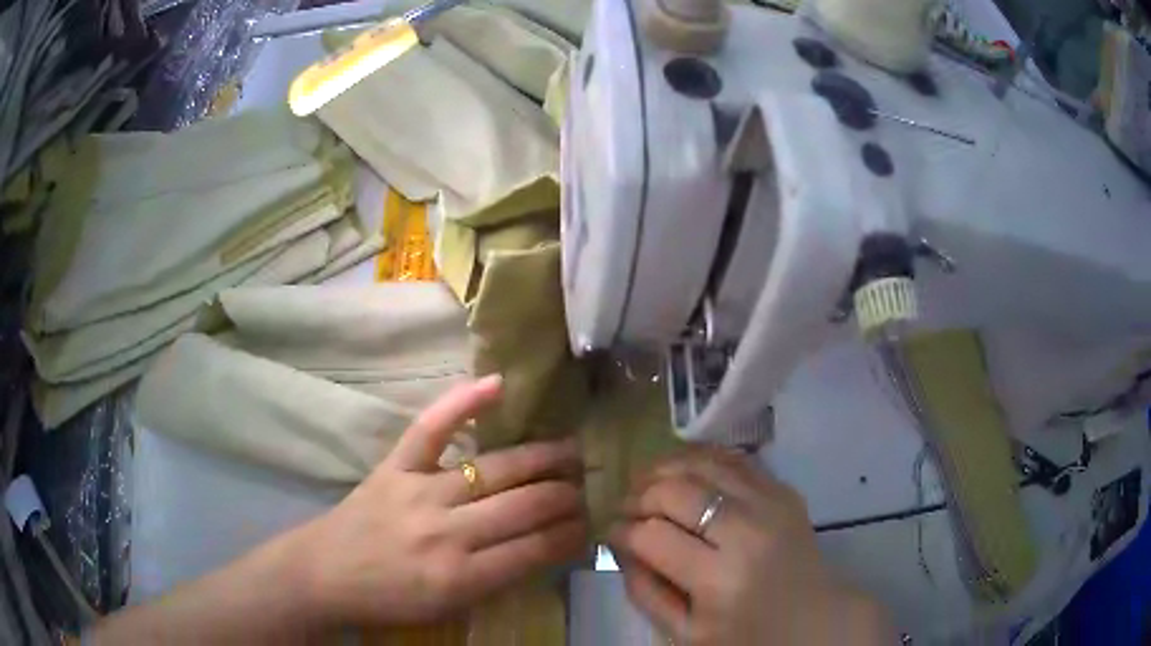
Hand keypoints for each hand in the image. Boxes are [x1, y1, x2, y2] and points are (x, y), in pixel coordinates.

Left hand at [296, 375, 587, 626]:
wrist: (324, 574)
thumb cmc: (388, 601)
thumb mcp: (448, 608)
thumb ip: (496, 580)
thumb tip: (542, 548)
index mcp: (461, 577)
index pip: (535, 550)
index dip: (570, 535)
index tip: (590, 524)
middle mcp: (447, 532)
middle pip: (524, 505)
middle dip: (565, 495)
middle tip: (587, 487)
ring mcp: (419, 492)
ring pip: (494, 469)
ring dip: (541, 458)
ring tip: (571, 451)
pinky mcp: (394, 466)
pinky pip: (431, 429)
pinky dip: (462, 403)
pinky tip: (497, 385)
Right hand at [610, 448, 893, 645]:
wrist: (815, 618)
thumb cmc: (746, 635)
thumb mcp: (685, 633)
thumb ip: (644, 591)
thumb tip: (619, 544)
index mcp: (719, 580)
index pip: (652, 536)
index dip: (621, 531)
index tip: (612, 534)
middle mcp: (747, 532)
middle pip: (675, 491)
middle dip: (638, 497)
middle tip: (626, 509)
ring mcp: (770, 503)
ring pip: (702, 463)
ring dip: (664, 469)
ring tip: (647, 484)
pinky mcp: (783, 490)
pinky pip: (733, 459)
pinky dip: (699, 459)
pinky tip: (682, 472)